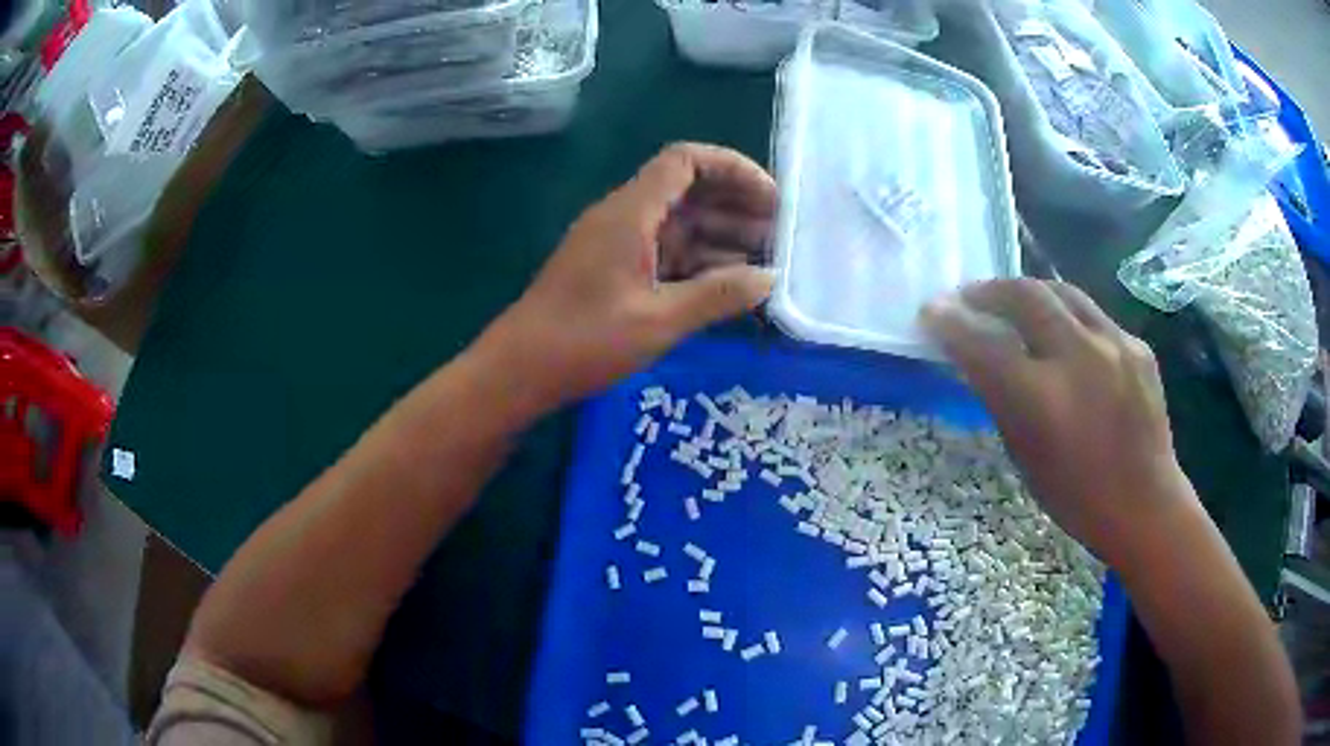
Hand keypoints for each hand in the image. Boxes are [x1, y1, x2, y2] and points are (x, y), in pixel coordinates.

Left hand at [476, 143, 775, 414]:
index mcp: (630, 212)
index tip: (770, 199)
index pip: (685, 161)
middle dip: (735, 204)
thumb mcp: (659, 321)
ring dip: (721, 235)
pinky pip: (664, 251)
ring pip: (678, 223)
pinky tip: (729, 284)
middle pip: (687, 189)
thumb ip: (718, 296)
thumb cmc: (584, 341)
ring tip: (766, 261)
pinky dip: (698, 261)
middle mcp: (624, 216)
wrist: (519, 370)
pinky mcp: (613, 269)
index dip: (732, 168)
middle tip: (779, 234)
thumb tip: (769, 279)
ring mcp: (617, 243)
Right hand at [920, 279, 1197, 566]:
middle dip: (988, 290)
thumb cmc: (1076, 496)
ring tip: (1012, 302)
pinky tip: (1065, 336)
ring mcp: (1114, 344)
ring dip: (1028, 292)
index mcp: (1042, 399)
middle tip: (969, 297)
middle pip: (1024, 296)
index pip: (984, 343)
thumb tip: (976, 357)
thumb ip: (1001, 398)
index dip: (951, 322)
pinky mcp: (1136, 344)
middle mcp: (1079, 358)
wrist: (1144, 503)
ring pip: (1061, 291)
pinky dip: (1067, 317)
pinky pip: (1093, 315)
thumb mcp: (1025, 455)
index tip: (932, 311)